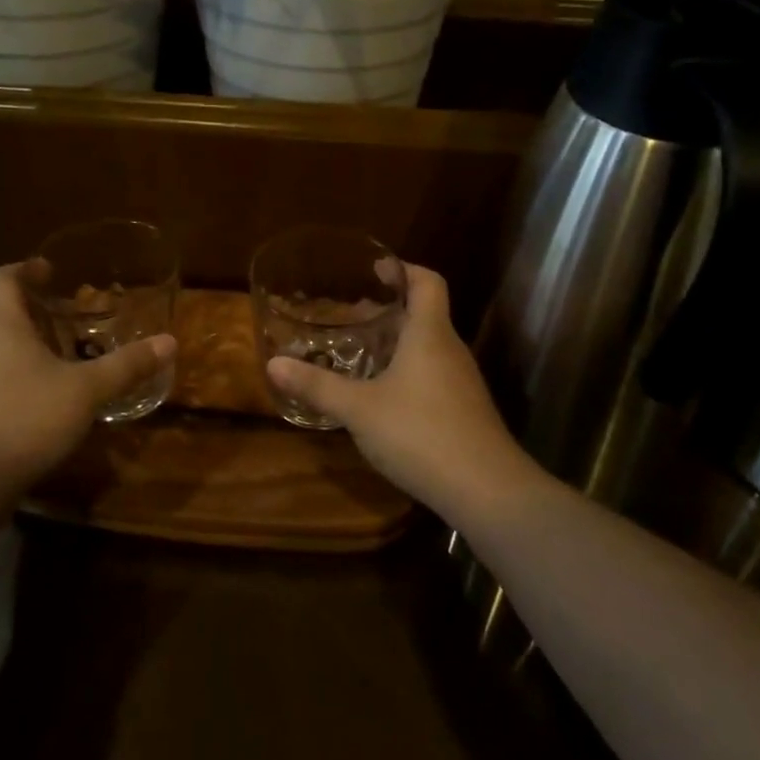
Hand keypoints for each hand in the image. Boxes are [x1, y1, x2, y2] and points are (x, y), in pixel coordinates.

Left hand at [0, 263, 175, 494]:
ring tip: (72, 354)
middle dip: (39, 310)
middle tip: (76, 315)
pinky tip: (54, 396)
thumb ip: (126, 365)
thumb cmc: (25, 417)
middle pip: (4, 313)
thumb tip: (169, 342)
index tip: (50, 270)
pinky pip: (1, 377)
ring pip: (3, 347)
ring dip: (34, 344)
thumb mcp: (86, 390)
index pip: (1, 279)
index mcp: (2, 326)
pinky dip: (26, 374)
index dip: (24, 268)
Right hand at [266, 263, 537, 523]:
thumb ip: (318, 386)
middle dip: (389, 310)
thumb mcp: (360, 409)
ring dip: (398, 342)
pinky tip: (384, 397)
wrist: (486, 490)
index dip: (403, 269)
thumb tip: (273, 364)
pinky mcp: (465, 410)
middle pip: (425, 314)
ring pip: (429, 347)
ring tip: (362, 354)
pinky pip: (433, 374)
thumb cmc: (421, 433)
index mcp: (430, 334)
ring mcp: (462, 382)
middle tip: (352, 315)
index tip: (376, 269)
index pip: (427, 282)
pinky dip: (408, 371)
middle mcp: (450, 349)